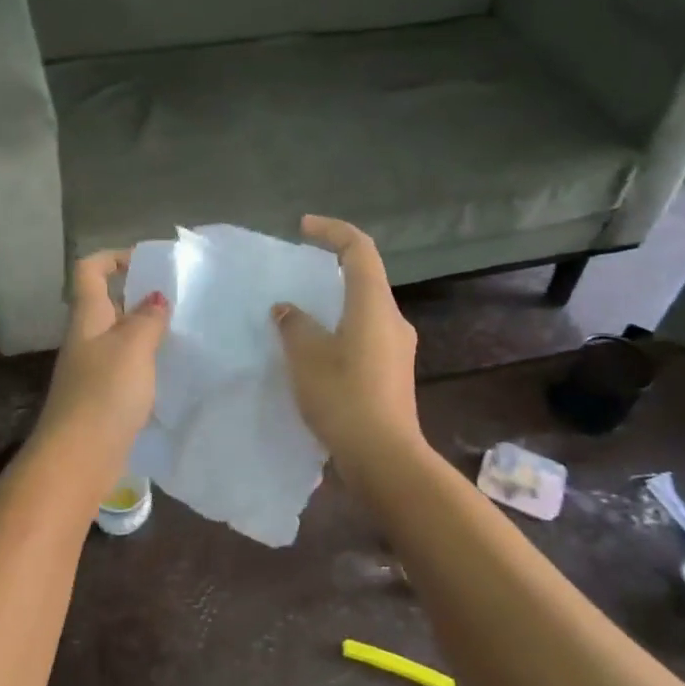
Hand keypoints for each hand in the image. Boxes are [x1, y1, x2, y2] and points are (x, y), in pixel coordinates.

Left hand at [33, 250, 170, 470]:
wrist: (79, 457)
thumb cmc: (104, 393)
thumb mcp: (133, 347)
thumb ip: (148, 319)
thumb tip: (156, 298)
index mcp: (88, 317)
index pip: (89, 270)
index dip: (113, 257)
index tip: (148, 263)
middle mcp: (86, 338)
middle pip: (108, 303)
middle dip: (140, 296)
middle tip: (179, 299)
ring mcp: (92, 370)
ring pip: (120, 337)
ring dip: (147, 331)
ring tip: (182, 332)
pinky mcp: (102, 398)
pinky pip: (126, 368)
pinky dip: (146, 363)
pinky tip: (170, 371)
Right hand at [272, 216, 421, 462]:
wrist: (384, 458)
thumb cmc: (344, 397)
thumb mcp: (306, 356)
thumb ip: (294, 324)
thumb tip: (287, 309)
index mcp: (374, 305)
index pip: (359, 248)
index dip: (332, 230)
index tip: (303, 227)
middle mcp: (392, 319)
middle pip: (364, 278)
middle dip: (330, 270)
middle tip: (296, 278)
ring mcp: (397, 348)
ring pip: (363, 311)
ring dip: (333, 306)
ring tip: (299, 319)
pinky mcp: (393, 373)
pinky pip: (364, 336)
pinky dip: (339, 331)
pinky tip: (315, 354)